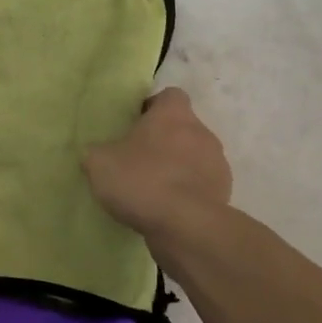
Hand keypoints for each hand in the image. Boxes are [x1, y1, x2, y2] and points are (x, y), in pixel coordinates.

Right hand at [83, 88, 231, 241]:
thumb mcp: (99, 163)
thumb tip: (98, 153)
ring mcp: (217, 163)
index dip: (152, 108)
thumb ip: (97, 152)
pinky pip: (202, 185)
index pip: (169, 96)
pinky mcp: (224, 193)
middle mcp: (201, 132)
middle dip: (164, 141)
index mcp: (173, 114)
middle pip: (182, 128)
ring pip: (194, 157)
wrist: (185, 226)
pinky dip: (188, 193)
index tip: (135, 125)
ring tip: (153, 190)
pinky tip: (168, 210)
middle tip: (138, 160)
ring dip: (177, 167)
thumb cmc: (141, 180)